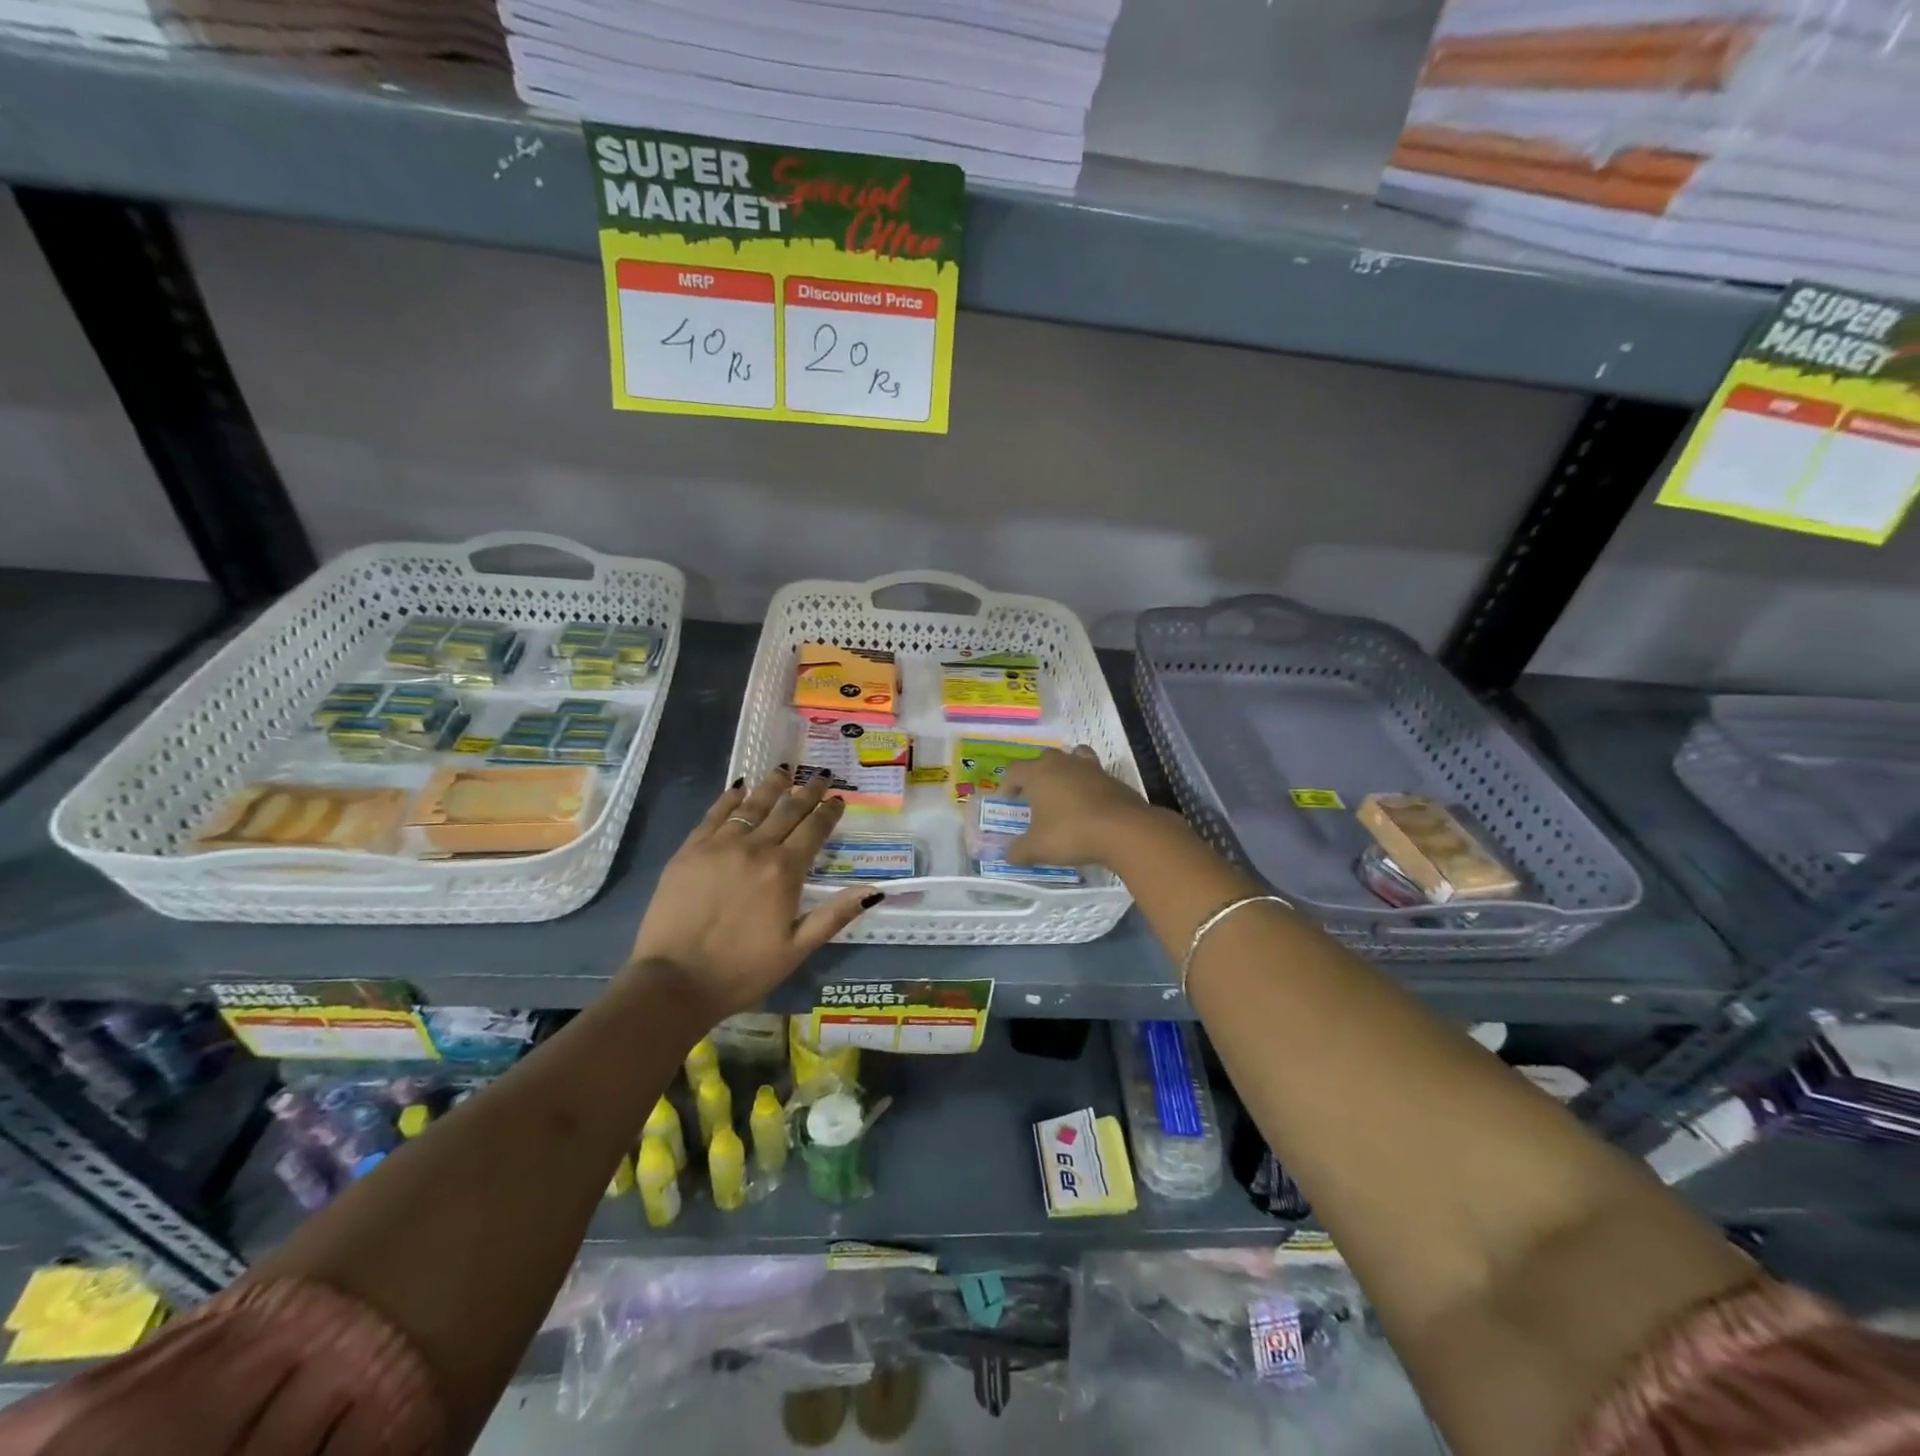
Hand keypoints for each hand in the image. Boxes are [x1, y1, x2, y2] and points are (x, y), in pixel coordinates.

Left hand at [629, 766, 880, 1016]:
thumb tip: (874, 890)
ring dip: (771, 786)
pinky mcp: (689, 851)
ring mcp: (719, 846)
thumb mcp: (797, 949)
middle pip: (787, 810)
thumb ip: (834, 915)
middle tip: (819, 775)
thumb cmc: (742, 971)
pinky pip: (714, 815)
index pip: (814, 830)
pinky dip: (730, 799)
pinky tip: (739, 789)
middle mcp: (755, 848)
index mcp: (785, 871)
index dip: (828, 812)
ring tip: (784, 770)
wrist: (673, 982)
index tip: (837, 799)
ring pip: (752, 806)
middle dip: (806, 791)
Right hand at [999, 746, 1165, 870]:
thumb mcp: (1038, 848)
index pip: (1014, 770)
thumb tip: (1009, 855)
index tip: (1007, 801)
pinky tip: (1089, 807)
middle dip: (1036, 774)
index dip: (1007, 784)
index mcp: (1039, 773)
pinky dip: (1088, 785)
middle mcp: (1063, 763)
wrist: (1124, 830)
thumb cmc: (1071, 833)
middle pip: (1043, 759)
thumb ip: (1019, 851)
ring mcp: (1091, 768)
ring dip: (1065, 771)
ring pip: (1073, 758)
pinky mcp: (1113, 779)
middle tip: (1034, 796)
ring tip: (1064, 792)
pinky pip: (1094, 775)